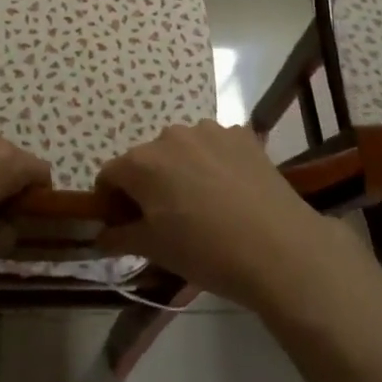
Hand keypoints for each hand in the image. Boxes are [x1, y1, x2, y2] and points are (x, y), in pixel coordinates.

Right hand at [96, 121, 362, 314]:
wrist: (279, 248)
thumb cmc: (206, 252)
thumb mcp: (155, 250)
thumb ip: (120, 237)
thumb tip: (101, 235)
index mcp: (142, 162)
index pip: (109, 175)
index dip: (111, 202)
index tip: (124, 226)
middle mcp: (170, 135)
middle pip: (146, 159)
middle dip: (147, 186)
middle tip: (165, 221)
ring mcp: (209, 130)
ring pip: (182, 150)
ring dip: (182, 172)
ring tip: (203, 207)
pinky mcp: (242, 135)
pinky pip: (215, 147)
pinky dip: (214, 164)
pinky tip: (231, 193)